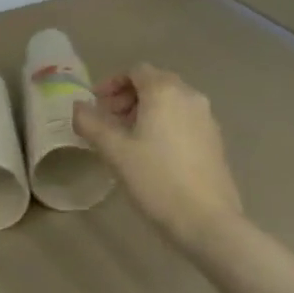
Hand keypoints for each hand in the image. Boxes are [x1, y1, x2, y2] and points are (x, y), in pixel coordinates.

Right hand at [73, 64, 243, 249]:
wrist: (208, 221)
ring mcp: (207, 119)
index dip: (111, 84)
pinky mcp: (215, 141)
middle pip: (154, 83)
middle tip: (107, 122)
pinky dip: (164, 125)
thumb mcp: (114, 151)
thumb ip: (91, 123)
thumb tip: (78, 107)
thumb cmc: (156, 179)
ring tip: (127, 140)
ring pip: (170, 102)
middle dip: (127, 98)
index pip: (135, 71)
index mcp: (165, 91)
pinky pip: (183, 120)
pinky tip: (152, 154)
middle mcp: (190, 96)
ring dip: (145, 112)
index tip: (96, 106)